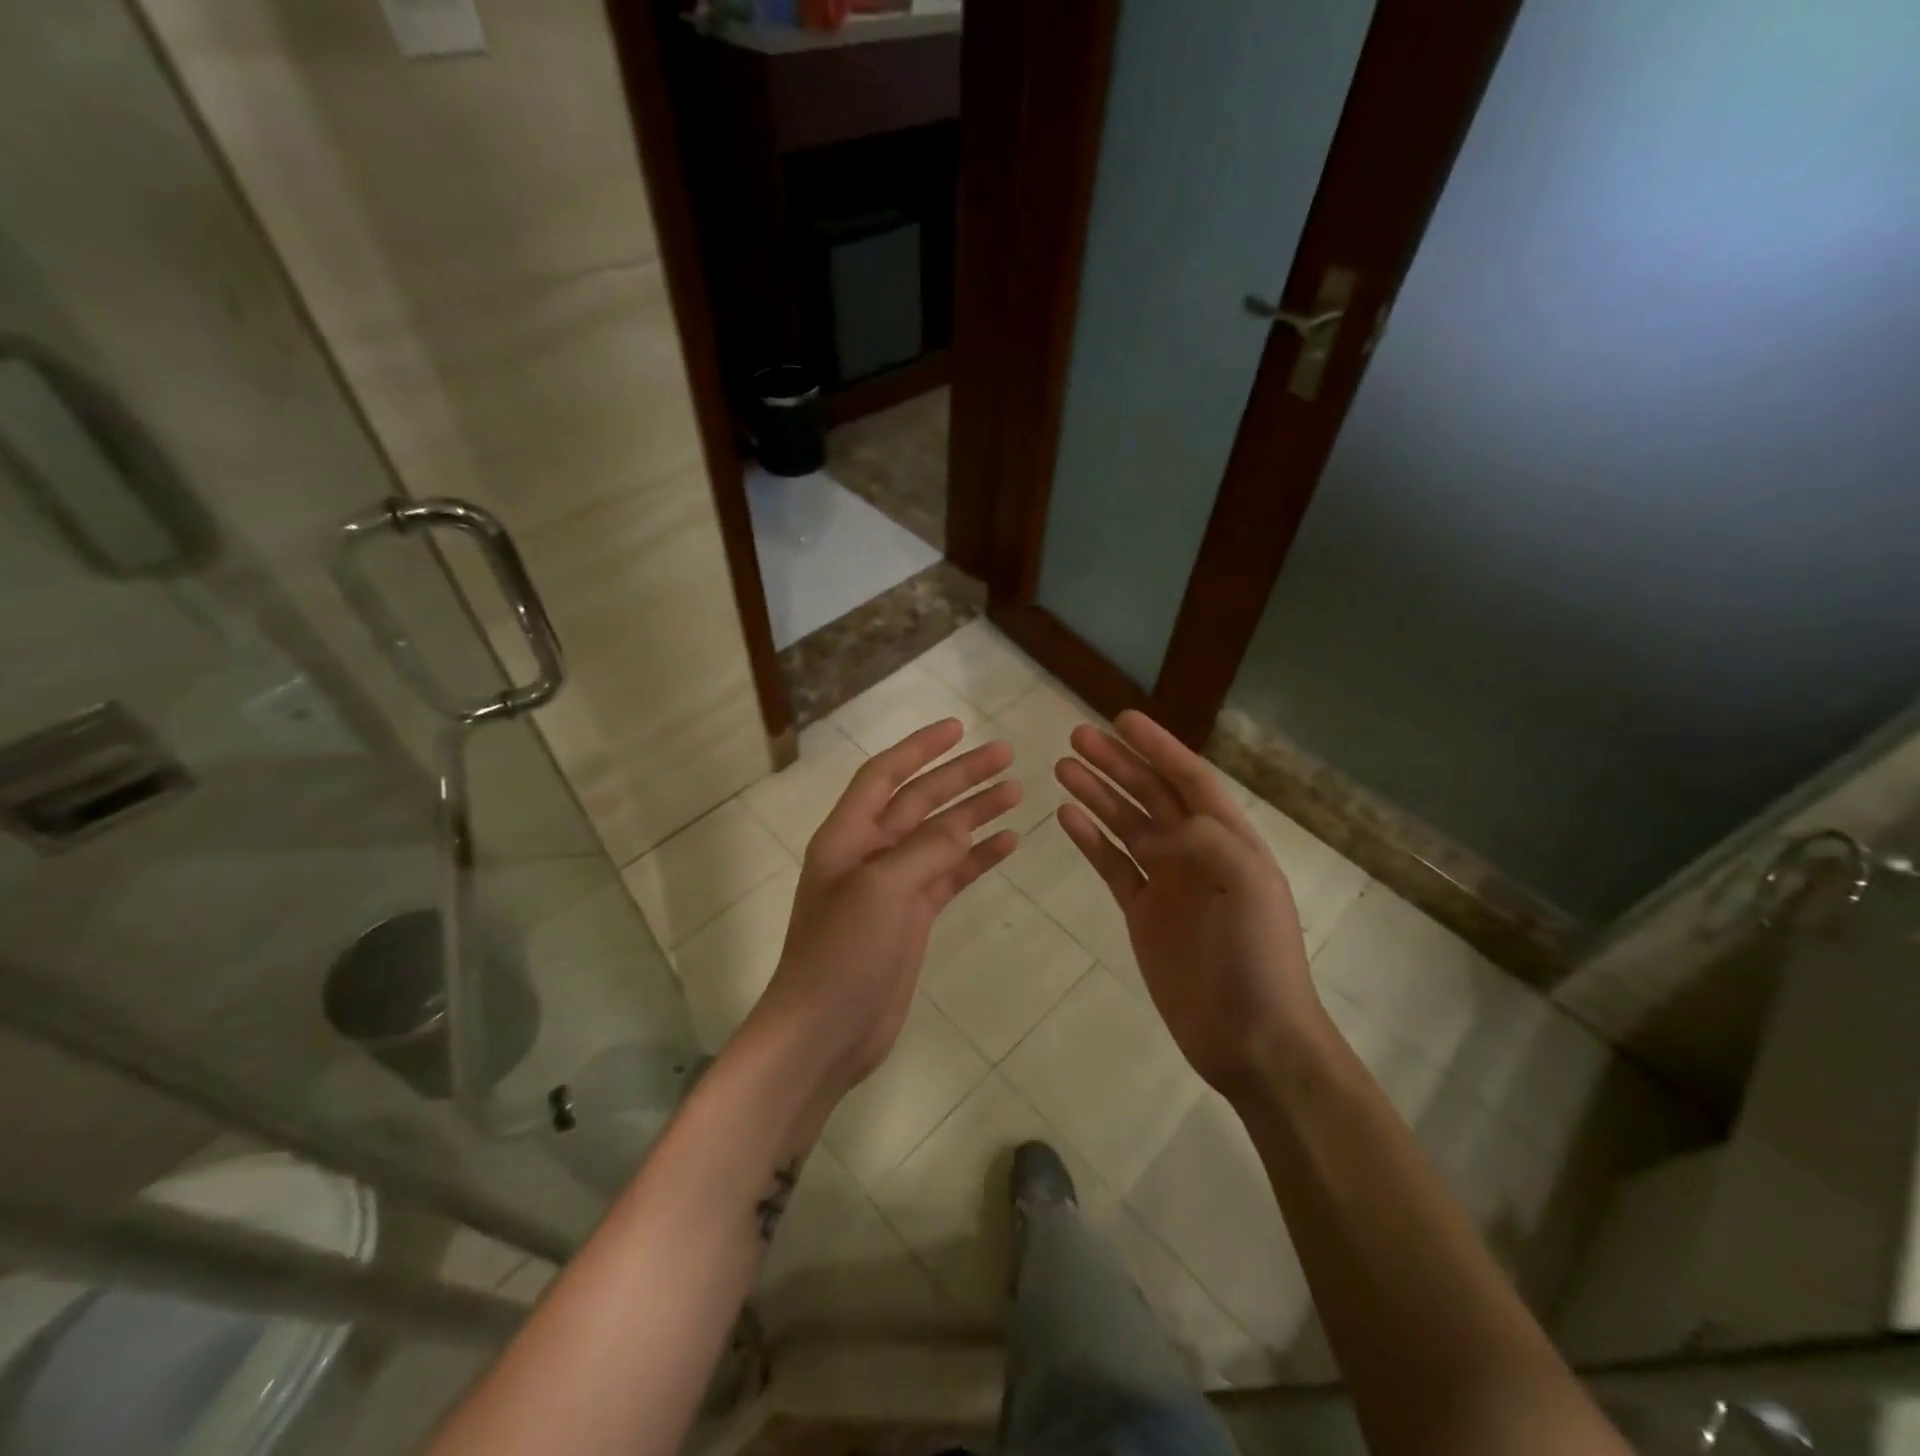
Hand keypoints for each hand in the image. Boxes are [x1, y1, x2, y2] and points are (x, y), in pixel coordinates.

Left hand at [750, 719, 1020, 1097]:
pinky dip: (978, 858)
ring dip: (975, 812)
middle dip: (961, 775)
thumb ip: (924, 850)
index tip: (958, 727)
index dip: (919, 748)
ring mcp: (893, 886)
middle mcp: (869, 852)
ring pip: (941, 836)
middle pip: (920, 800)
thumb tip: (963, 825)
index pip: (884, 775)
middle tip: (1006, 755)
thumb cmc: (841, 953)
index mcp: (847, 835)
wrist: (825, 1030)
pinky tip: (1008, 842)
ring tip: (1016, 792)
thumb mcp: (880, 890)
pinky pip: (950, 876)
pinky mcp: (913, 917)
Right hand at [1055, 710, 1319, 1104]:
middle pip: (1150, 795)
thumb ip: (1207, 840)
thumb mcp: (1248, 886)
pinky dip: (1090, 840)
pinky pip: (1112, 866)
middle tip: (1076, 736)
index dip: (1157, 747)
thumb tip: (1164, 825)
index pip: (1188, 778)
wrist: (1250, 1035)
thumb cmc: (1257, 956)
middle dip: (1116, 764)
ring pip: (1125, 825)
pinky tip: (1067, 818)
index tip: (1122, 719)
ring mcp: (1167, 882)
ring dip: (1097, 795)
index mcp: (1228, 838)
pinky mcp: (1142, 912)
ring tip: (1063, 768)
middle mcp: (1196, 851)